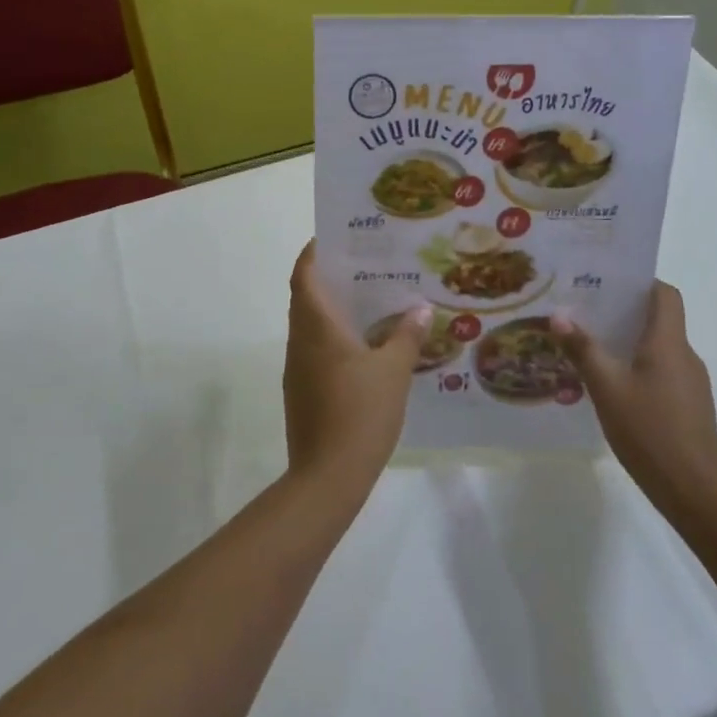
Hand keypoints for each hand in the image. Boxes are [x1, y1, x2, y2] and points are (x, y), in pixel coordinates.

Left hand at [284, 242, 428, 495]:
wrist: (327, 476)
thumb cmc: (360, 412)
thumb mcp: (393, 371)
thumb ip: (406, 336)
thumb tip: (419, 309)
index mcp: (316, 326)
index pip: (304, 275)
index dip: (313, 253)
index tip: (335, 239)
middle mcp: (300, 341)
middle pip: (306, 298)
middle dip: (330, 279)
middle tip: (365, 268)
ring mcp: (297, 368)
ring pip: (310, 326)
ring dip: (333, 311)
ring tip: (372, 303)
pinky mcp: (302, 392)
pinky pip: (315, 351)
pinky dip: (334, 339)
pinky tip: (365, 348)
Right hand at [553, 283, 716, 519]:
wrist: (694, 492)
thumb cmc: (649, 431)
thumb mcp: (606, 388)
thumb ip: (583, 350)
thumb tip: (559, 315)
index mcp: (668, 343)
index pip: (665, 294)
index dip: (641, 282)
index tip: (608, 282)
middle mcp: (685, 355)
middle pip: (660, 319)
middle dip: (624, 312)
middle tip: (585, 312)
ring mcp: (692, 383)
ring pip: (660, 348)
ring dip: (630, 342)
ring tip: (592, 348)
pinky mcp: (691, 407)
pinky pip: (663, 372)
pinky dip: (640, 368)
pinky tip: (613, 388)